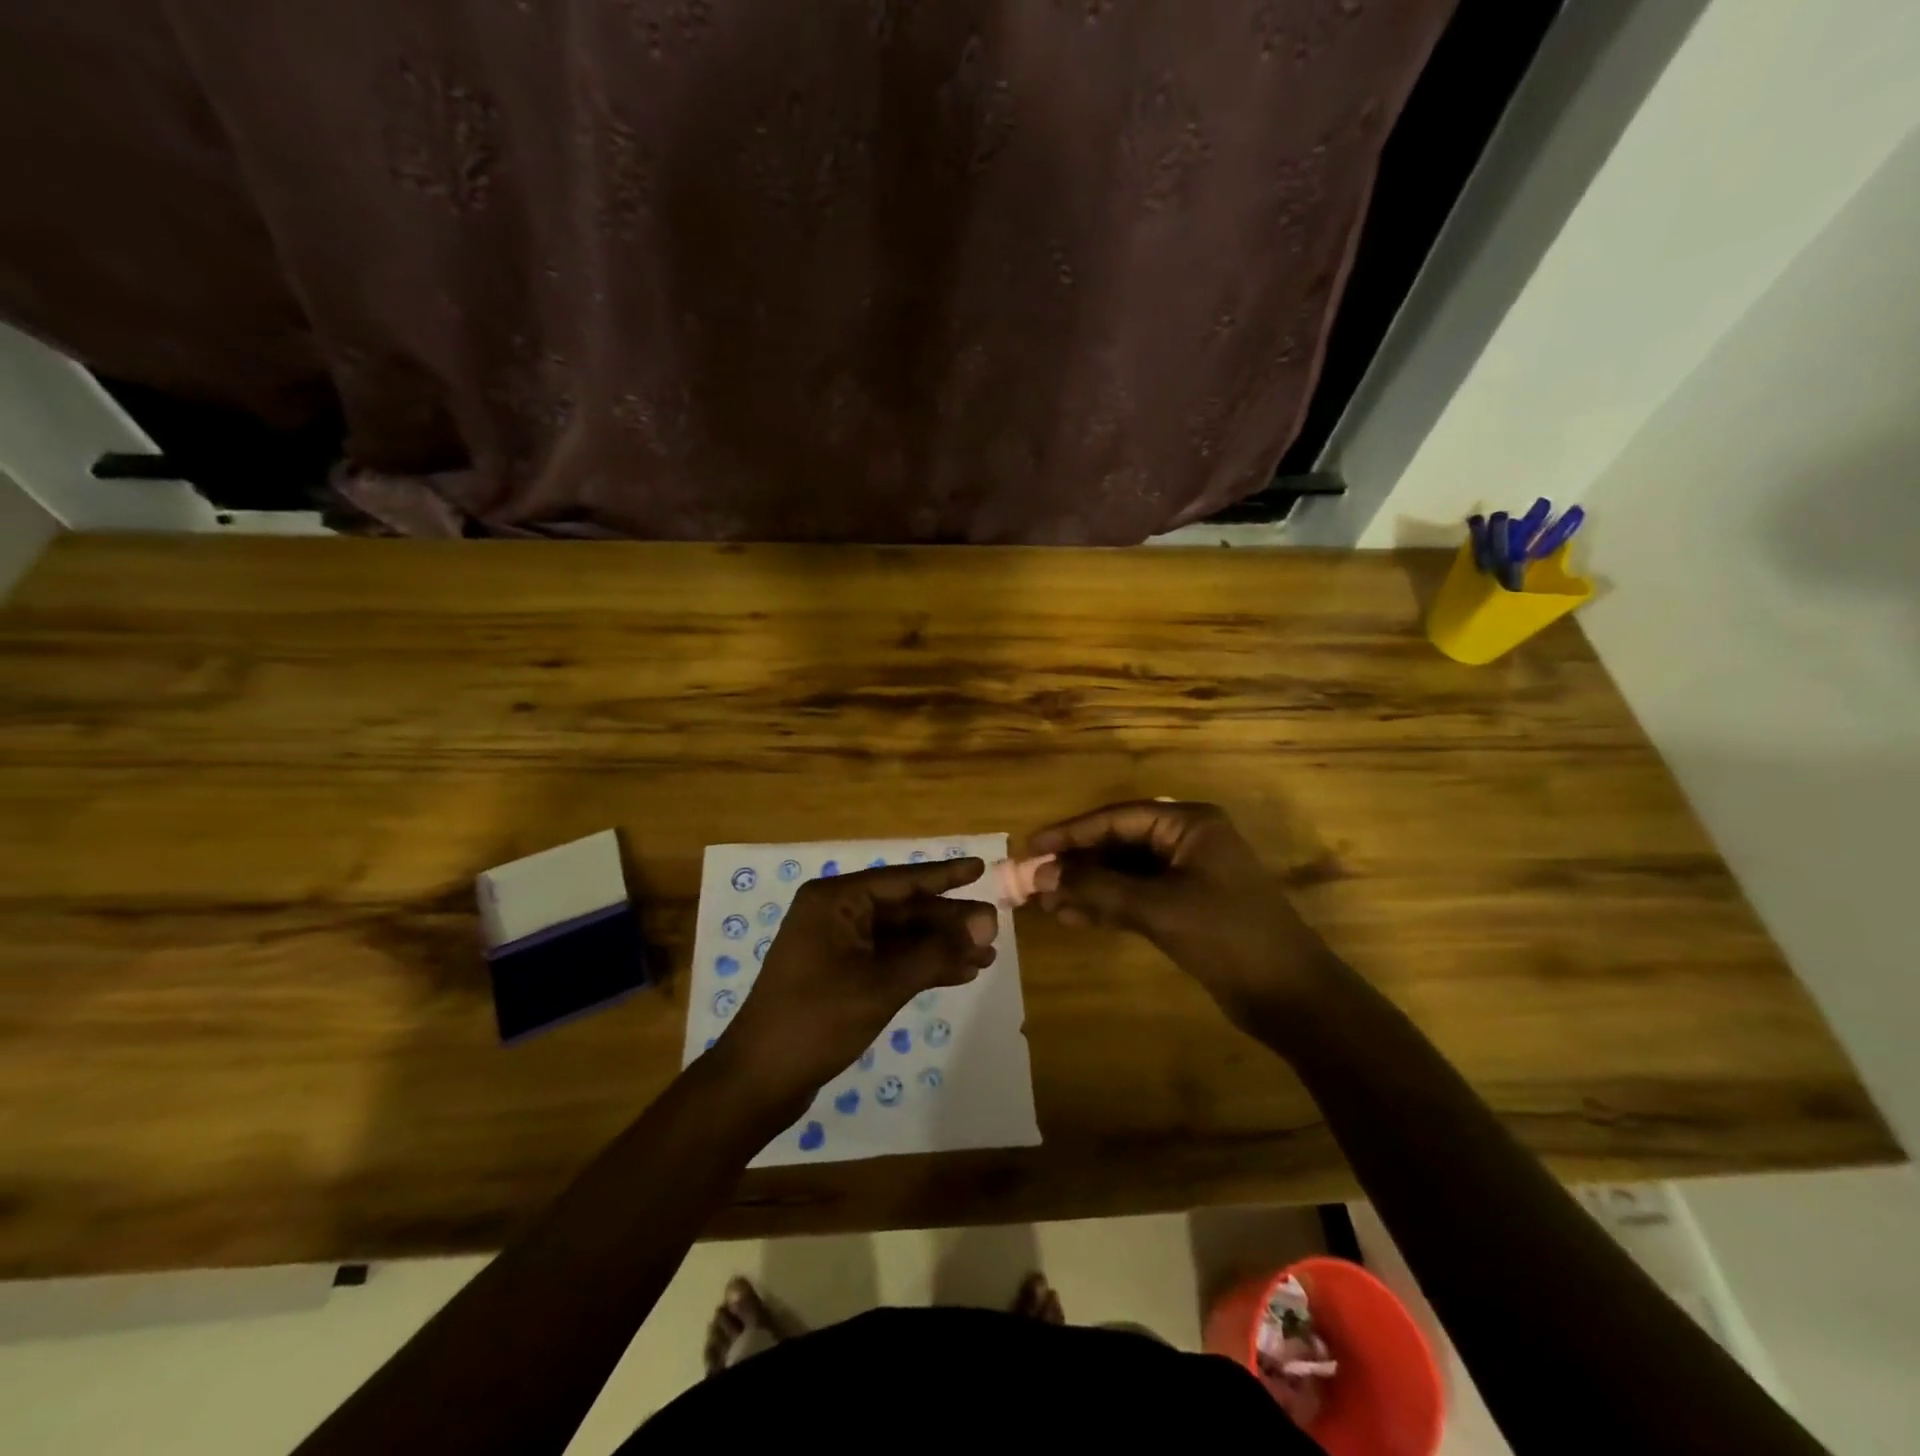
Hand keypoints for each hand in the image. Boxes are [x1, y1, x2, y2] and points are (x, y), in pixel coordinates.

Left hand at [723, 858, 997, 1099]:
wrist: (760, 1079)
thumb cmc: (817, 1019)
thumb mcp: (882, 984)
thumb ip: (935, 952)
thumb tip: (986, 924)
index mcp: (836, 900)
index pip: (901, 880)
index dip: (944, 875)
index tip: (979, 867)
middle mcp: (836, 914)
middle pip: (904, 910)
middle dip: (948, 921)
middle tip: (994, 929)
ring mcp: (837, 946)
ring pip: (900, 937)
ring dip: (940, 947)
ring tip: (986, 957)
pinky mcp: (840, 975)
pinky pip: (889, 960)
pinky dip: (921, 966)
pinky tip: (958, 974)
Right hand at [1027, 801, 1334, 1024]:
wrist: (1290, 996)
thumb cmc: (1227, 936)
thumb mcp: (1157, 907)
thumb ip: (1097, 886)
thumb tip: (1042, 873)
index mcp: (1188, 823)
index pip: (1116, 818)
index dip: (1070, 832)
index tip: (1031, 846)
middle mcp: (1186, 841)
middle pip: (1118, 843)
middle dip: (1076, 863)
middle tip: (1032, 879)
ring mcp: (1187, 875)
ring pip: (1124, 872)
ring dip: (1087, 887)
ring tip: (1045, 902)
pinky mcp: (1186, 907)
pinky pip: (1136, 897)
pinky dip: (1106, 905)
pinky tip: (1073, 917)